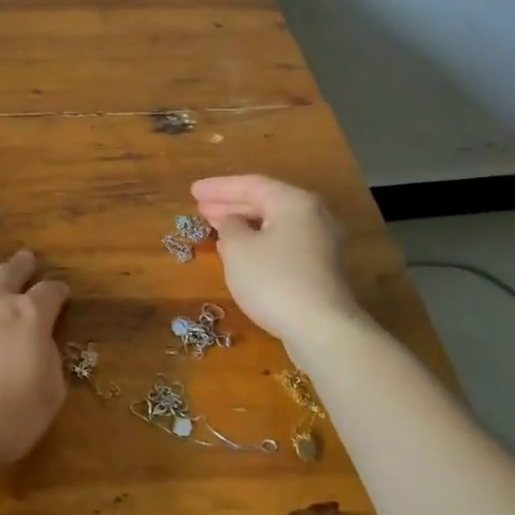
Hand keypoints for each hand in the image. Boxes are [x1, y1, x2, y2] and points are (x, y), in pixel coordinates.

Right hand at [190, 175, 361, 343]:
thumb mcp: (238, 249)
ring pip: (274, 225)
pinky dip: (259, 242)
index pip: (251, 185)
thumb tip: (233, 222)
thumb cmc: (274, 280)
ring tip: (215, 228)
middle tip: (201, 208)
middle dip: (231, 205)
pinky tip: (239, 253)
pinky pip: (283, 244)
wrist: (321, 329)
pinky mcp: (320, 269)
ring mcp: (321, 243)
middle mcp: (313, 216)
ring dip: (244, 225)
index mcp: (294, 202)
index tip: (192, 191)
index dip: (218, 187)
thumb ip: (229, 227)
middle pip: (266, 202)